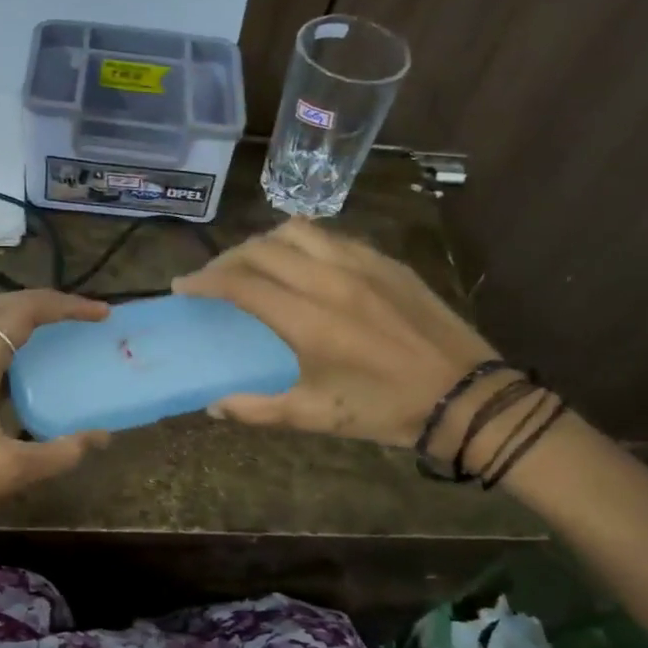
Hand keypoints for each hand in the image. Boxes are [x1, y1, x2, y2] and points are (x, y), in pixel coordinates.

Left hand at [0, 290, 111, 542]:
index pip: (21, 313)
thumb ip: (61, 452)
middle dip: (44, 301)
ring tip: (61, 330)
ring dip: (24, 318)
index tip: (101, 314)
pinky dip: (11, 343)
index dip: (64, 306)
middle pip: (0, 306)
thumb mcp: (12, 470)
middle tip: (82, 314)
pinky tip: (30, 369)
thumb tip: (102, 437)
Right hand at [172, 218, 498, 450]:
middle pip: (262, 248)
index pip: (241, 283)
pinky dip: (303, 244)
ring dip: (265, 243)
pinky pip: (332, 238)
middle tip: (214, 278)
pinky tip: (303, 267)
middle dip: (228, 259)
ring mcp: (362, 264)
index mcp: (308, 319)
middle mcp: (330, 280)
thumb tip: (213, 406)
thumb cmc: (384, 409)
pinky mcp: (386, 262)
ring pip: (297, 231)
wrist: (464, 396)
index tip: (183, 286)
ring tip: (255, 265)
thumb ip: (256, 409)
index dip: (205, 280)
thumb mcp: (314, 416)